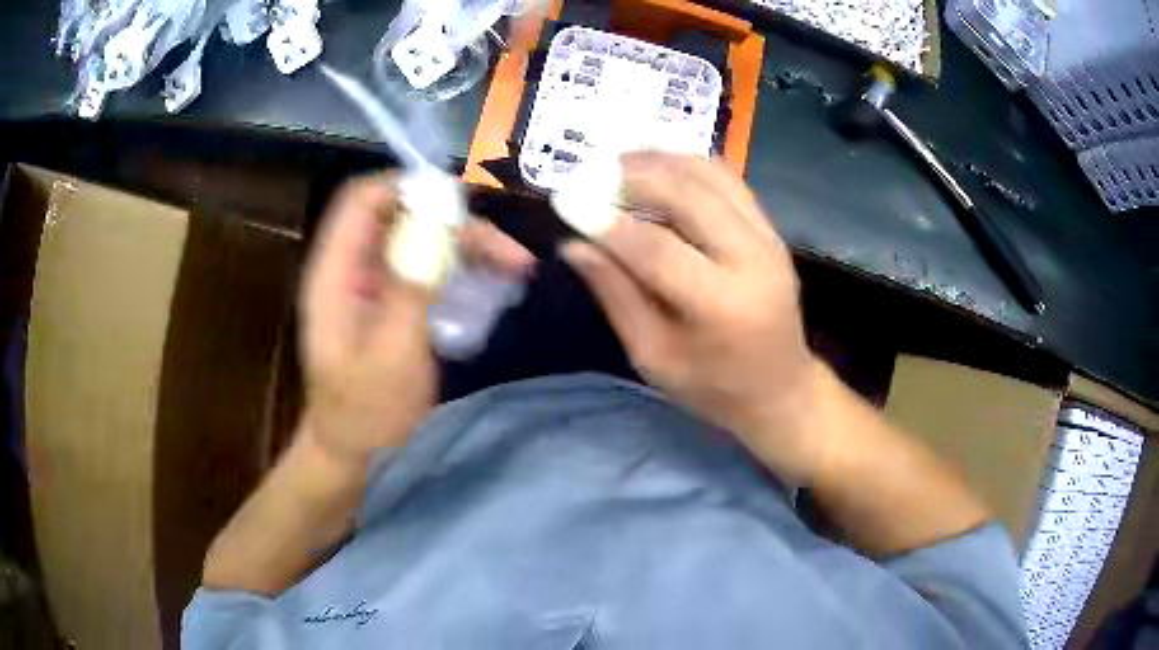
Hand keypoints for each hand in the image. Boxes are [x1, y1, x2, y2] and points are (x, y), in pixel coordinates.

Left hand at [300, 174, 534, 466]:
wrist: (354, 449)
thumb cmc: (366, 411)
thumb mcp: (390, 354)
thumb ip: (410, 286)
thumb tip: (438, 221)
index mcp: (335, 272)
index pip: (363, 199)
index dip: (409, 187)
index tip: (463, 204)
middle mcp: (352, 267)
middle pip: (402, 215)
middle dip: (455, 223)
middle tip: (507, 249)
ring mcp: (372, 283)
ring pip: (422, 238)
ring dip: (468, 246)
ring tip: (516, 266)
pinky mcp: (391, 299)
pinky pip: (428, 265)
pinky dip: (463, 267)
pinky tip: (496, 281)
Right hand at [561, 152, 823, 481]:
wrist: (780, 389)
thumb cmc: (712, 386)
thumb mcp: (654, 355)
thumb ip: (616, 295)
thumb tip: (574, 244)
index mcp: (721, 305)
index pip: (656, 248)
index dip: (606, 221)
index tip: (565, 199)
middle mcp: (751, 260)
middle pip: (688, 195)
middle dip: (634, 175)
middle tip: (590, 171)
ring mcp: (768, 239)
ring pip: (712, 175)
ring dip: (662, 160)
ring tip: (619, 160)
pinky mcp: (771, 230)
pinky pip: (729, 181)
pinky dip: (689, 165)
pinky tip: (659, 166)